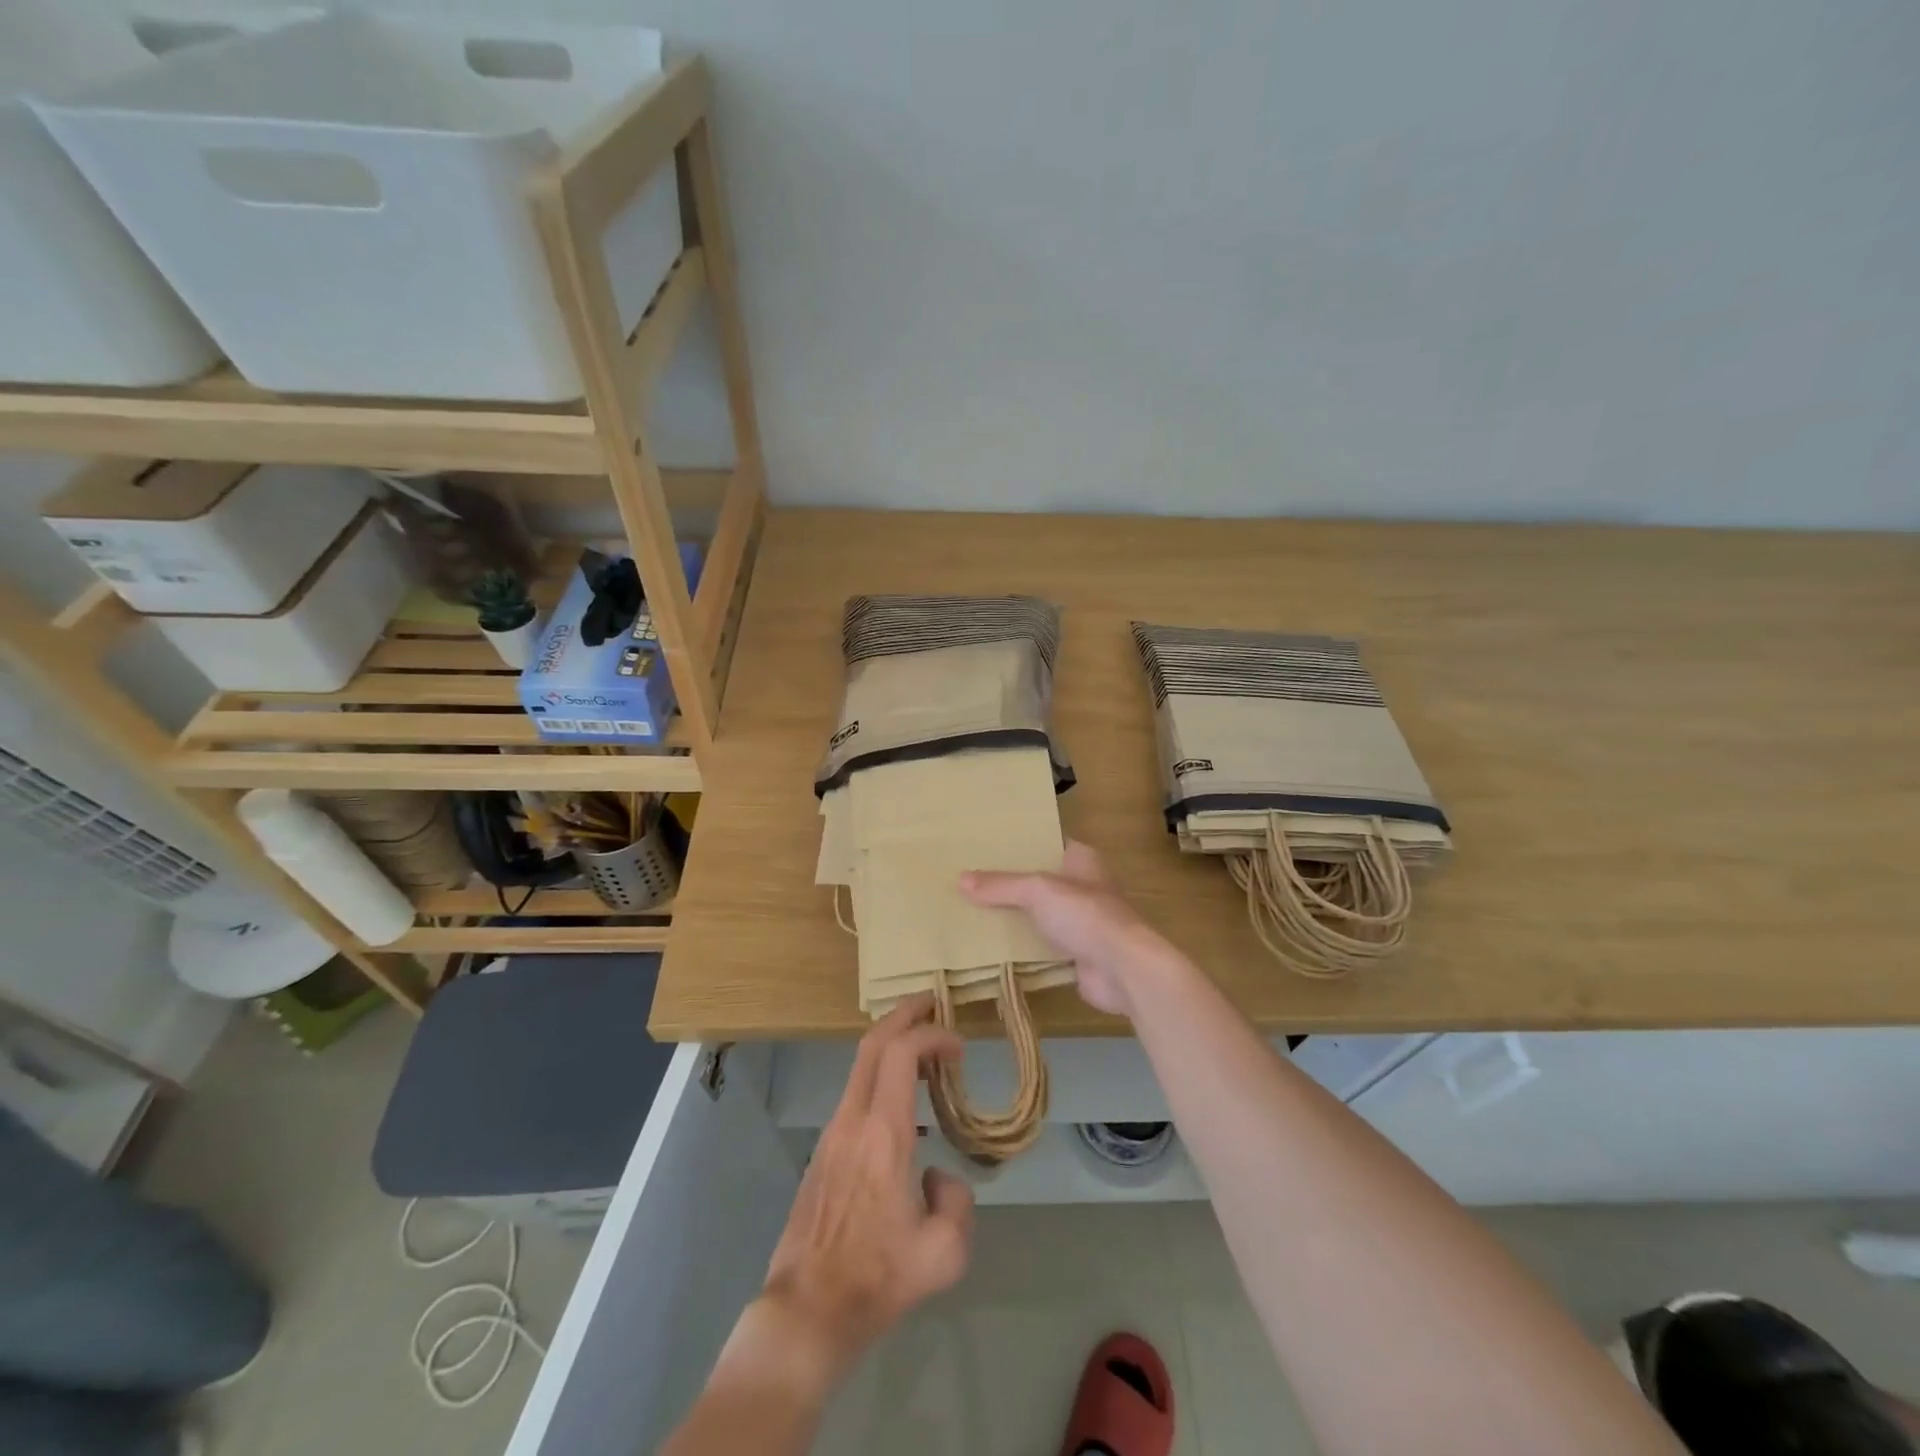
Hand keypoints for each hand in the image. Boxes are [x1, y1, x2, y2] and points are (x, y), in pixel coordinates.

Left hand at [759, 998, 974, 1381]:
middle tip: (933, 1004)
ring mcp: (832, 1133)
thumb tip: (939, 1176)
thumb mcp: (944, 1254)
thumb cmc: (877, 1280)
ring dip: (892, 1046)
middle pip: (873, 1043)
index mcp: (883, 1135)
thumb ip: (958, 1201)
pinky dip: (881, 1076)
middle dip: (904, 1015)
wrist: (808, 1311)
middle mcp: (852, 1120)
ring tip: (926, 1054)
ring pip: (861, 1066)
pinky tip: (904, 1104)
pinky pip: (855, 1093)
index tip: (959, 1047)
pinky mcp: (823, 1150)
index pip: (902, 1054)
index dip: (932, 1036)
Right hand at [961, 840, 1171, 1017]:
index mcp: (1081, 859)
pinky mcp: (1076, 954)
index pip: (1047, 842)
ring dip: (1015, 916)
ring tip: (973, 910)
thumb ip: (1002, 885)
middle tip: (971, 878)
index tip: (987, 843)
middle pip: (1040, 880)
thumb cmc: (1086, 915)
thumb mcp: (1038, 891)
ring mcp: (1081, 922)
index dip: (1021, 842)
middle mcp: (1083, 886)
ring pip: (1039, 914)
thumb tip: (960, 879)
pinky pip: (1041, 945)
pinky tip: (992, 946)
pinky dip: (1021, 947)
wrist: (1122, 970)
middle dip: (1010, 882)